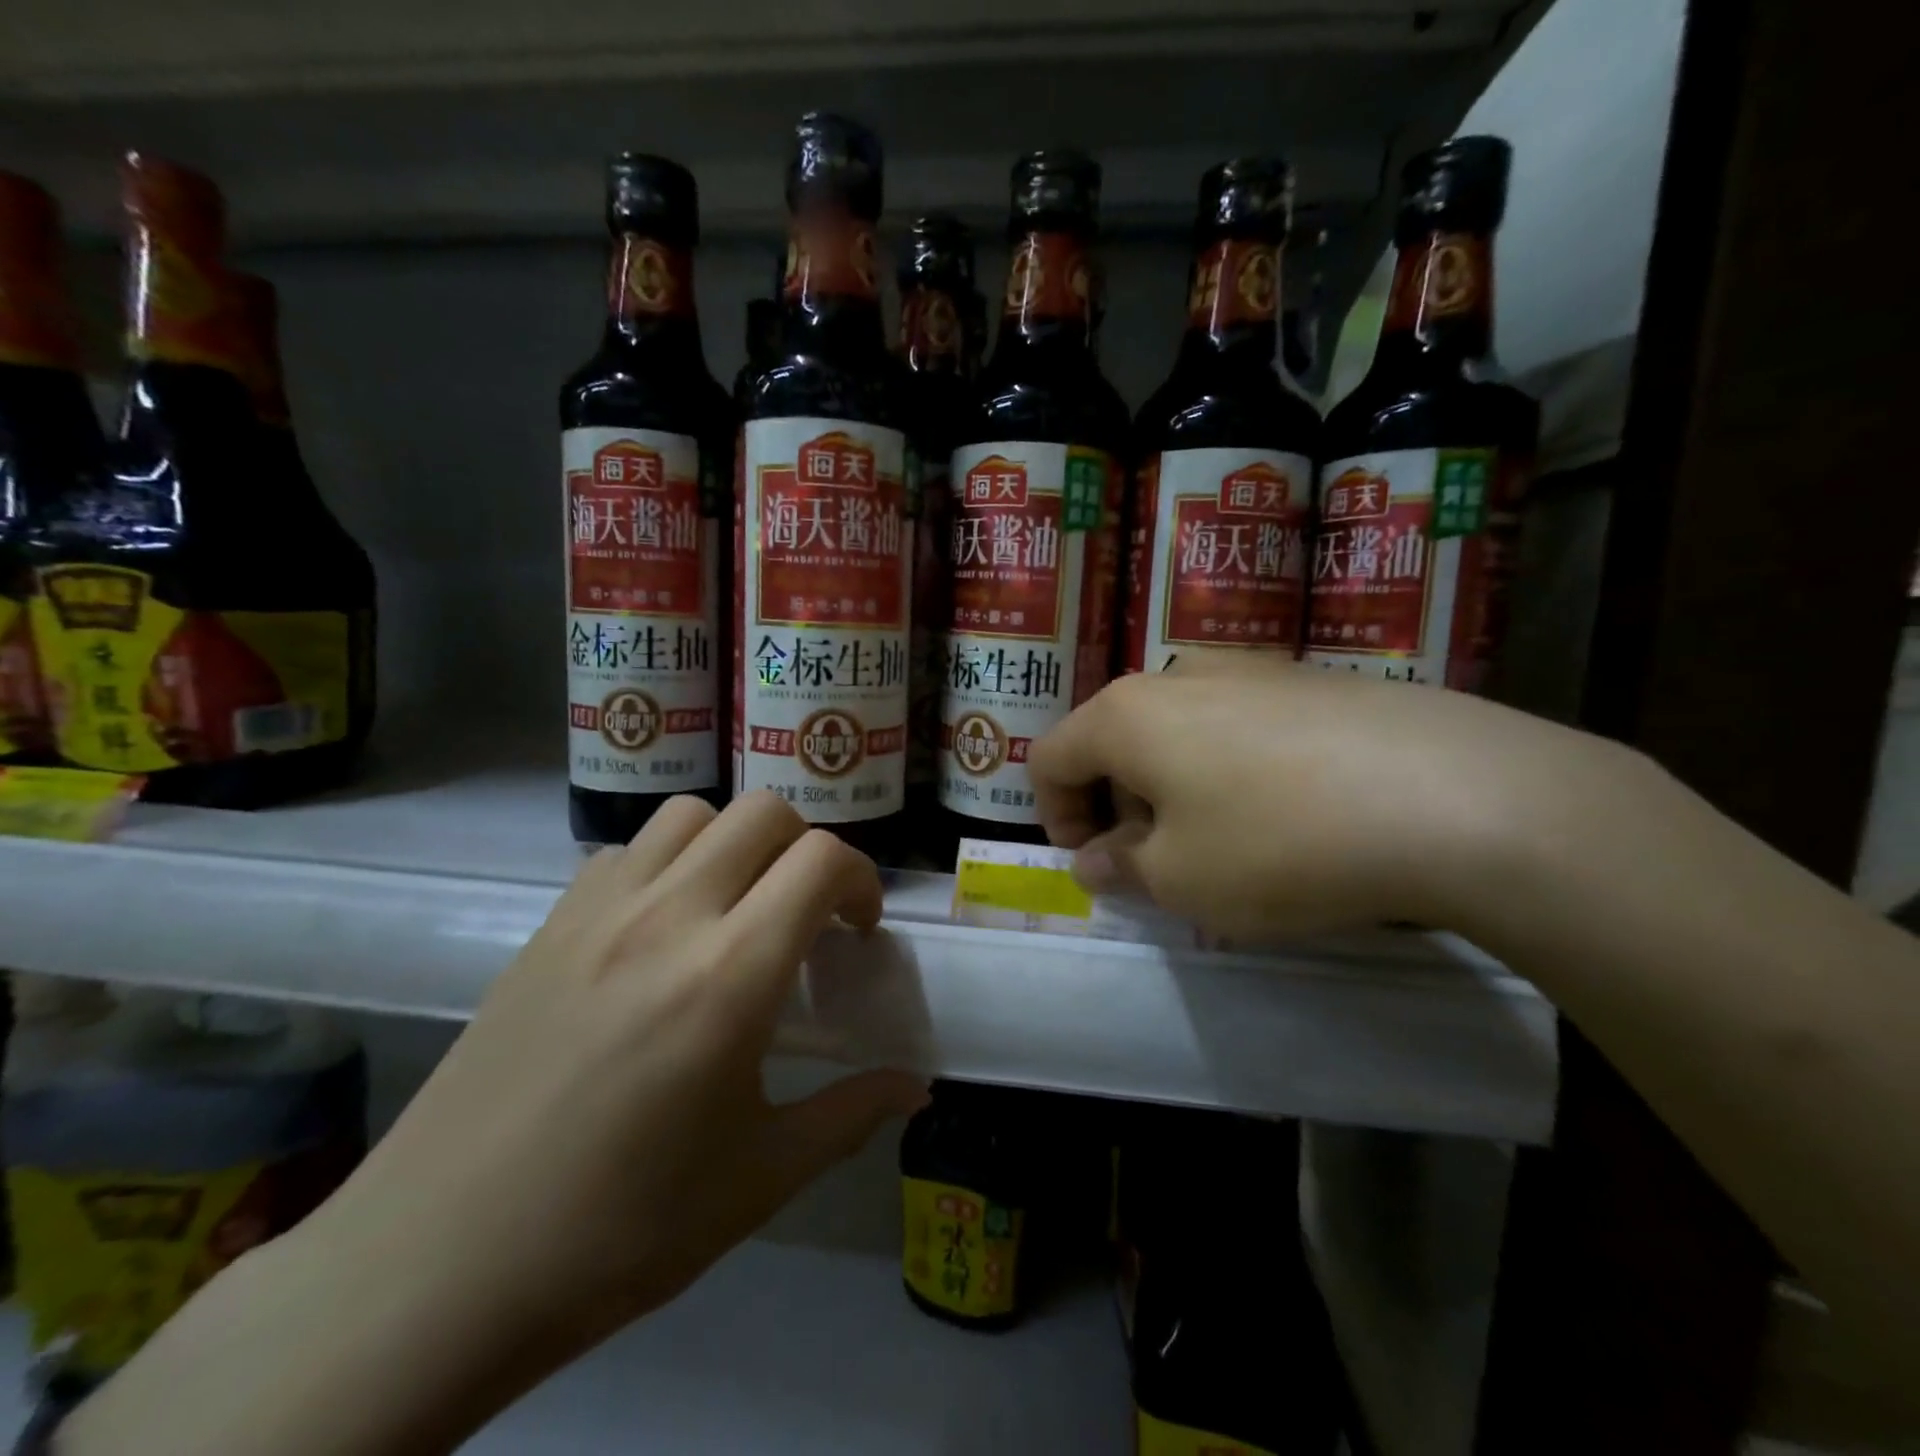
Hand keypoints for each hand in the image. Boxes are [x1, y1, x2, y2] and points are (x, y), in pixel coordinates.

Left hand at [337, 789, 923, 1335]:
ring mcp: (598, 912)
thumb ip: (849, 1116)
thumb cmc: (616, 1229)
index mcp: (728, 976)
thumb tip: (917, 1089)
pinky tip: (662, 926)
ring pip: (692, 814)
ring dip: (735, 842)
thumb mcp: (757, 1180)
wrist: (434, 1268)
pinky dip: (670, 860)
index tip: (858, 929)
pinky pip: (628, 849)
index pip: (820, 861)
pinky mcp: (548, 924)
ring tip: (737, 905)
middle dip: (807, 849)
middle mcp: (668, 918)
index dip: (860, 879)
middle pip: (763, 813)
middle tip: (807, 913)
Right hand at [1029, 656, 1646, 939]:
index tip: (1094, 865)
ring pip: (1177, 730)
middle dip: (1116, 804)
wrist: (1458, 796)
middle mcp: (1177, 675)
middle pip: (1112, 739)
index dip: (1055, 816)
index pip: (1049, 757)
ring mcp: (1251, 669)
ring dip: (1173, 787)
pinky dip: (1231, 769)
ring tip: (1224, 842)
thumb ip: (1122, 867)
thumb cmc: (1279, 843)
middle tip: (1156, 863)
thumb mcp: (1181, 880)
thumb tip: (1098, 859)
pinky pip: (1239, 724)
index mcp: (1126, 714)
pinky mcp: (1312, 680)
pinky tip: (1287, 813)